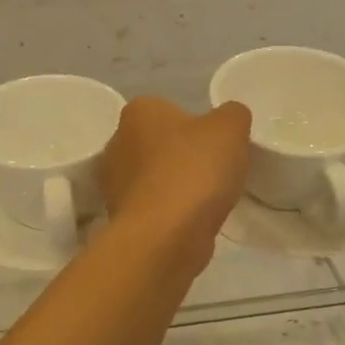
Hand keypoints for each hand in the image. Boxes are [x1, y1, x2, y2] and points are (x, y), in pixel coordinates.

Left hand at [101, 97, 250, 247]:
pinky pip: (151, 206)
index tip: (215, 145)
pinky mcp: (119, 217)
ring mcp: (113, 183)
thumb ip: (232, 115)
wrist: (165, 236)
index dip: (195, 126)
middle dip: (181, 156)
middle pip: (158, 144)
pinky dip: (168, 212)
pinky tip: (189, 221)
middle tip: (213, 171)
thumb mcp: (230, 128)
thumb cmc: (194, 171)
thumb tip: (229, 118)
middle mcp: (116, 143)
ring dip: (174, 185)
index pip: (168, 109)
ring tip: (204, 200)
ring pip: (153, 177)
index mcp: (138, 112)